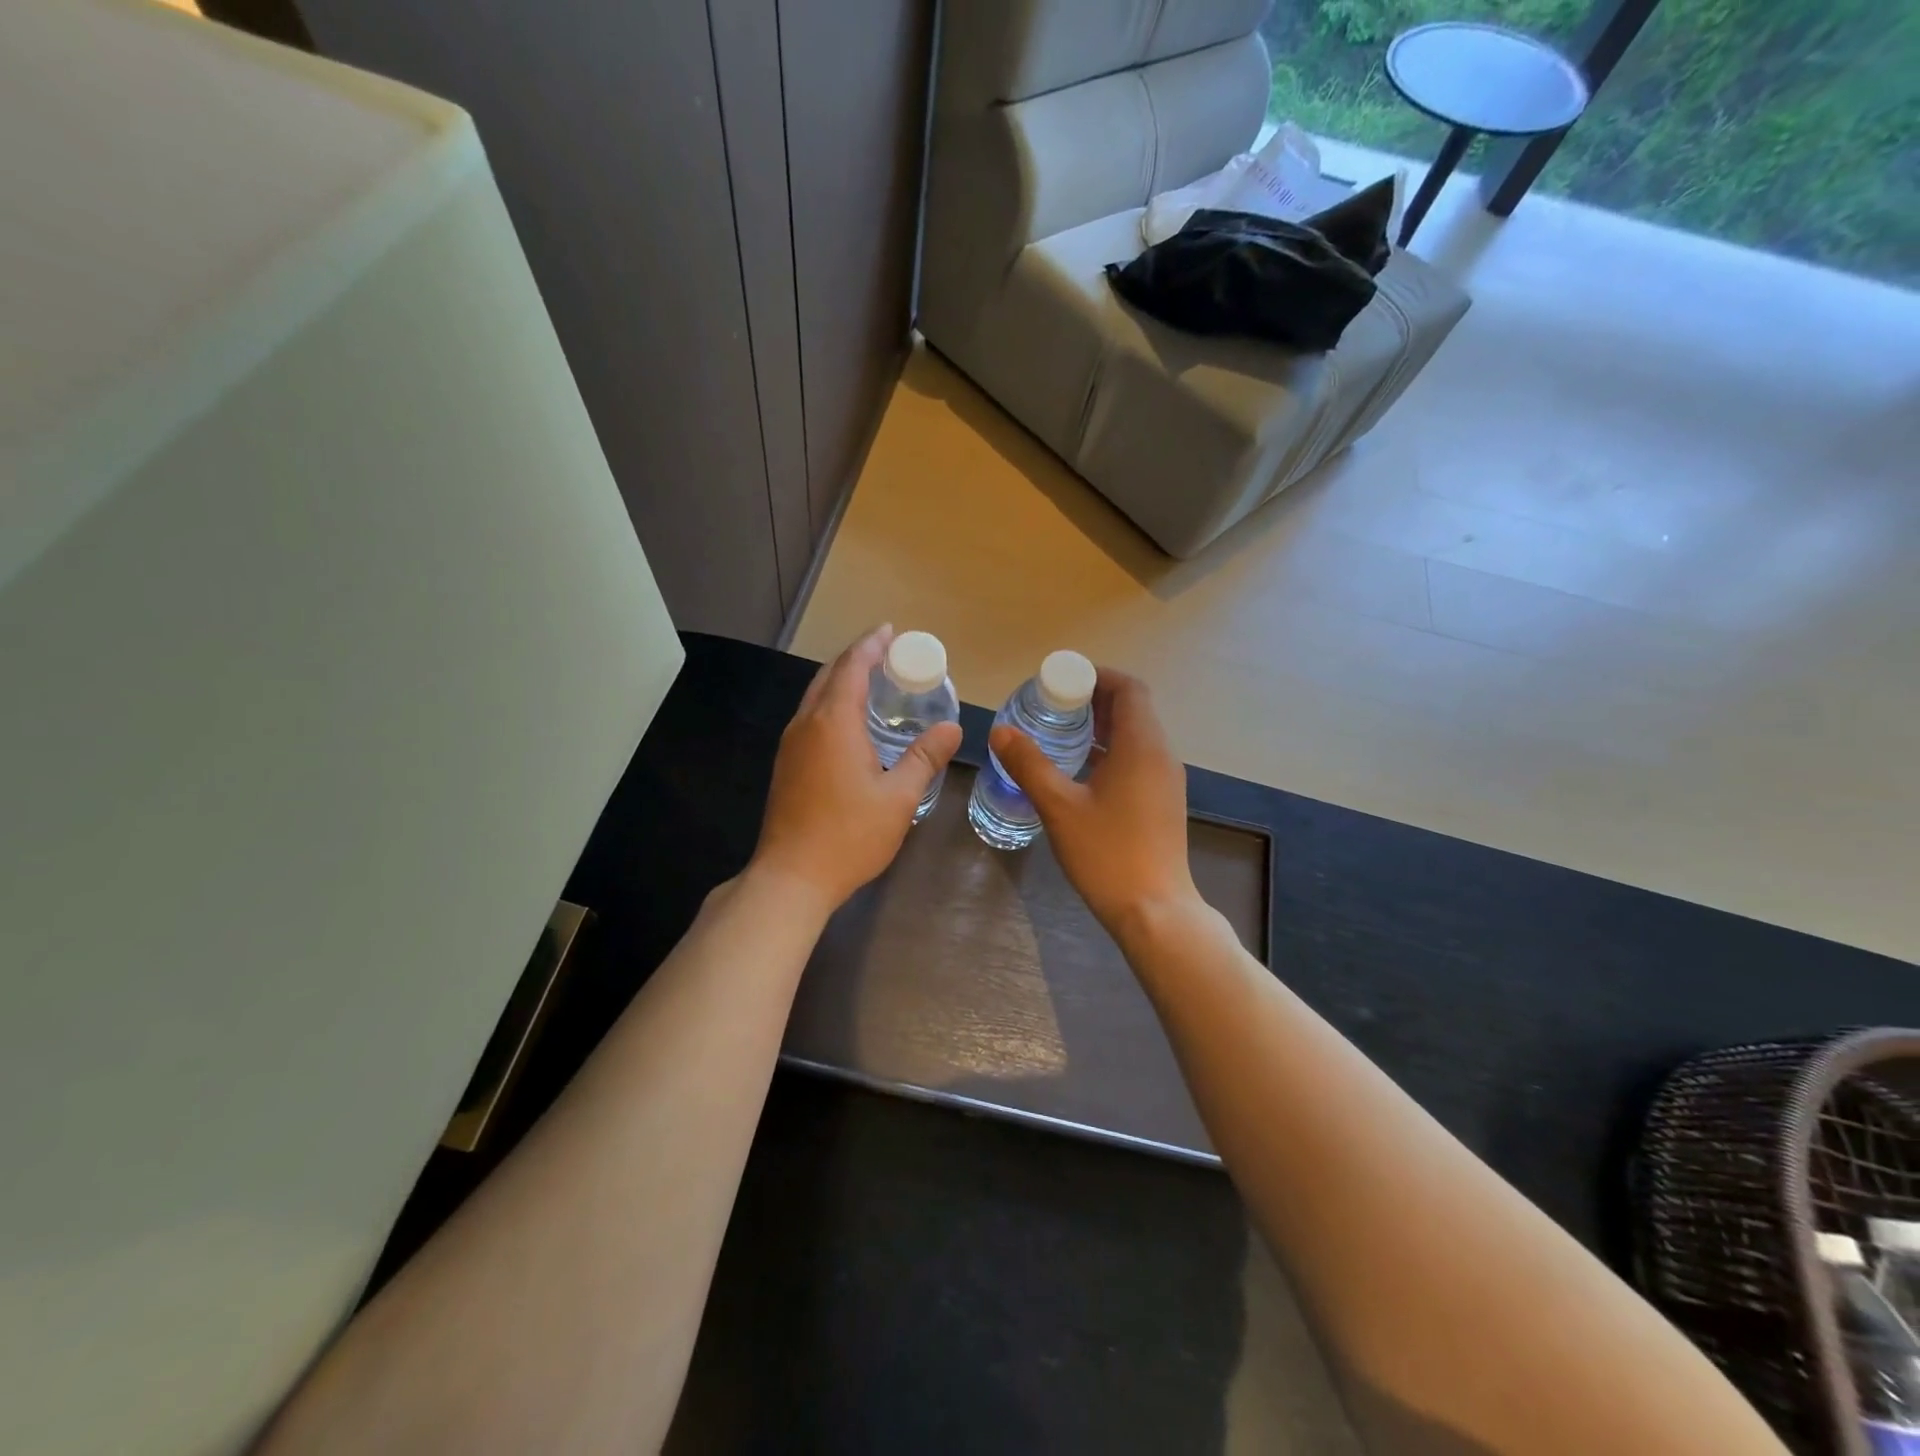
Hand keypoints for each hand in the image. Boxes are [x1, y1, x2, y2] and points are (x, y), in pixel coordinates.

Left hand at [749, 625, 961, 915]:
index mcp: (834, 722)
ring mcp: (791, 744)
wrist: (791, 877)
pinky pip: (811, 717)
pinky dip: (832, 704)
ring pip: (816, 696)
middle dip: (857, 657)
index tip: (891, 631)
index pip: (852, 666)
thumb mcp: (898, 797)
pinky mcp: (786, 765)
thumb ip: (925, 758)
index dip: (872, 645)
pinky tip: (851, 723)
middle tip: (887, 653)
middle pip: (829, 675)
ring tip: (872, 681)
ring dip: (842, 680)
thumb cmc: (849, 835)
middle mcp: (807, 724)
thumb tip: (953, 728)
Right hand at [989, 668, 1198, 936]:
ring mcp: (1166, 780)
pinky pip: (1138, 759)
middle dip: (1093, 700)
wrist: (1154, 911)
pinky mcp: (1163, 802)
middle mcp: (1161, 755)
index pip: (1129, 688)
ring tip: (1059, 734)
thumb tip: (1001, 731)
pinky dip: (1111, 752)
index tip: (1062, 682)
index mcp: (1142, 746)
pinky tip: (1080, 771)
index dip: (1097, 676)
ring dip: (1101, 727)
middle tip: (1052, 706)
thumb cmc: (1107, 853)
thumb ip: (1029, 764)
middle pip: (1133, 709)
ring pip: (1136, 736)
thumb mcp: (1059, 806)